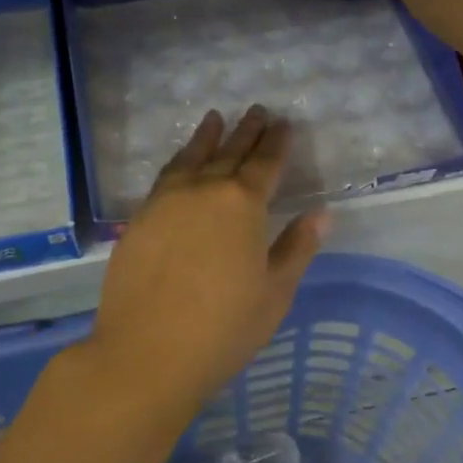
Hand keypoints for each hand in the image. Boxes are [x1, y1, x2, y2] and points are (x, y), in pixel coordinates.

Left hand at [89, 106, 327, 411]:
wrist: (147, 352)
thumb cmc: (223, 328)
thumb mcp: (274, 292)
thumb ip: (296, 247)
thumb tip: (321, 214)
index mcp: (243, 204)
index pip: (265, 163)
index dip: (277, 143)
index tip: (284, 124)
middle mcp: (204, 190)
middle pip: (229, 152)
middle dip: (246, 131)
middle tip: (257, 110)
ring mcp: (167, 200)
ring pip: (192, 157)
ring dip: (208, 136)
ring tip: (216, 118)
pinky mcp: (140, 216)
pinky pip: (166, 175)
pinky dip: (180, 159)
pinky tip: (182, 159)